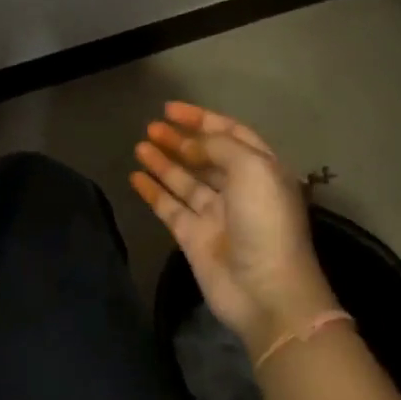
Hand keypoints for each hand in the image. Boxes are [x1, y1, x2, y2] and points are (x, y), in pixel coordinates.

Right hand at [130, 101, 337, 357]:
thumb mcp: (252, 168)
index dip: (201, 119)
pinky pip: (169, 207)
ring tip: (139, 146)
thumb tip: (191, 142)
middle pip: (205, 156)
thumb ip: (219, 146)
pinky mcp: (193, 237)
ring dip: (163, 162)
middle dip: (180, 139)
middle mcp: (239, 190)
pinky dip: (153, 192)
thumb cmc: (265, 222)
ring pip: (185, 181)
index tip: (170, 109)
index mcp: (262, 170)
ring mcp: (215, 215)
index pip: (230, 134)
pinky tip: (135, 177)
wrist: (265, 290)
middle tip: (151, 127)